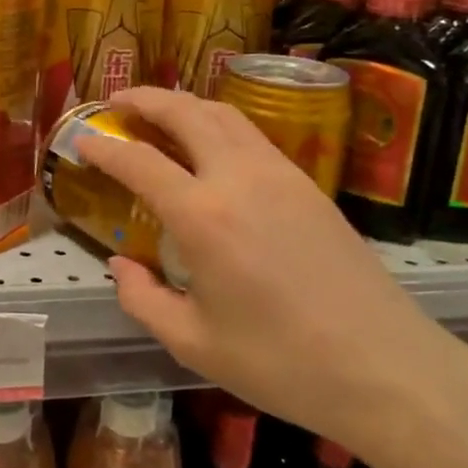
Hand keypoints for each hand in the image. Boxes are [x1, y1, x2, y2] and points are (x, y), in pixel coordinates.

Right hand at [78, 86, 467, 462]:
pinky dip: (218, 123)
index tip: (81, 139)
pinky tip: (210, 145)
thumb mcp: (194, 344)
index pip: (139, 162)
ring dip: (184, 104)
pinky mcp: (308, 184)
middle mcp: (239, 178)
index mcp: (203, 217)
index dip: (104, 146)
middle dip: (145, 99)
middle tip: (116, 101)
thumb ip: (143, 299)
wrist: (386, 368)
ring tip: (159, 112)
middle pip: (185, 113)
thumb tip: (120, 265)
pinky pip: (252, 135)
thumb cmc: (282, 364)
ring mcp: (280, 174)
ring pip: (224, 114)